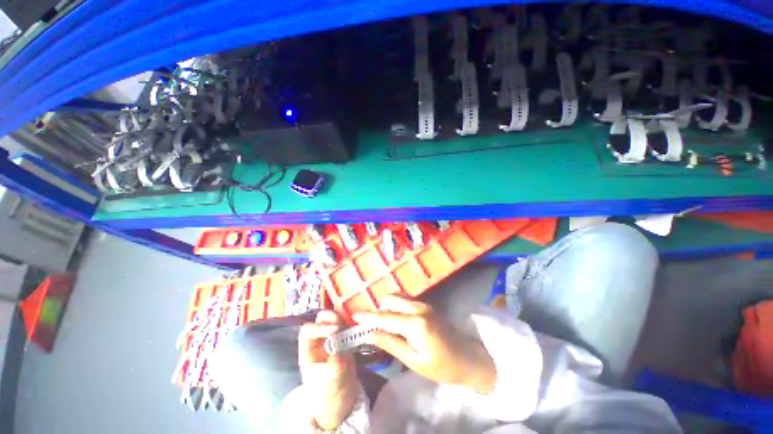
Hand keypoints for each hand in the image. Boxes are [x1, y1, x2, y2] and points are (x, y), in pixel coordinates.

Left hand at [299, 310, 360, 429]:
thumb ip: (335, 364)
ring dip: (341, 319)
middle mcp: (318, 342)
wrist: (342, 400)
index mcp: (307, 352)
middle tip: (341, 323)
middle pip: (320, 321)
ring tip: (350, 326)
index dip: (319, 327)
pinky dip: (349, 324)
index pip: (307, 331)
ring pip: (333, 320)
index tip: (334, 330)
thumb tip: (340, 346)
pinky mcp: (343, 340)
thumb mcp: (332, 381)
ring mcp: (331, 339)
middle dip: (330, 318)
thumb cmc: (330, 393)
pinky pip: (345, 326)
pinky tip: (355, 329)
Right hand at [353, 295, 495, 393]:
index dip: (368, 317)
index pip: (385, 317)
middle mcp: (418, 307)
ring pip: (397, 297)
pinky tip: (396, 319)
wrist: (468, 358)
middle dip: (378, 310)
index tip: (354, 316)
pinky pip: (405, 299)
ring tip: (384, 324)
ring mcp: (423, 303)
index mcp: (415, 323)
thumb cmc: (441, 366)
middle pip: (390, 299)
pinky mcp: (426, 304)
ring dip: (387, 307)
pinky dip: (396, 306)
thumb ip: (390, 343)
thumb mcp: (413, 360)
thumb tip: (369, 334)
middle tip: (373, 326)